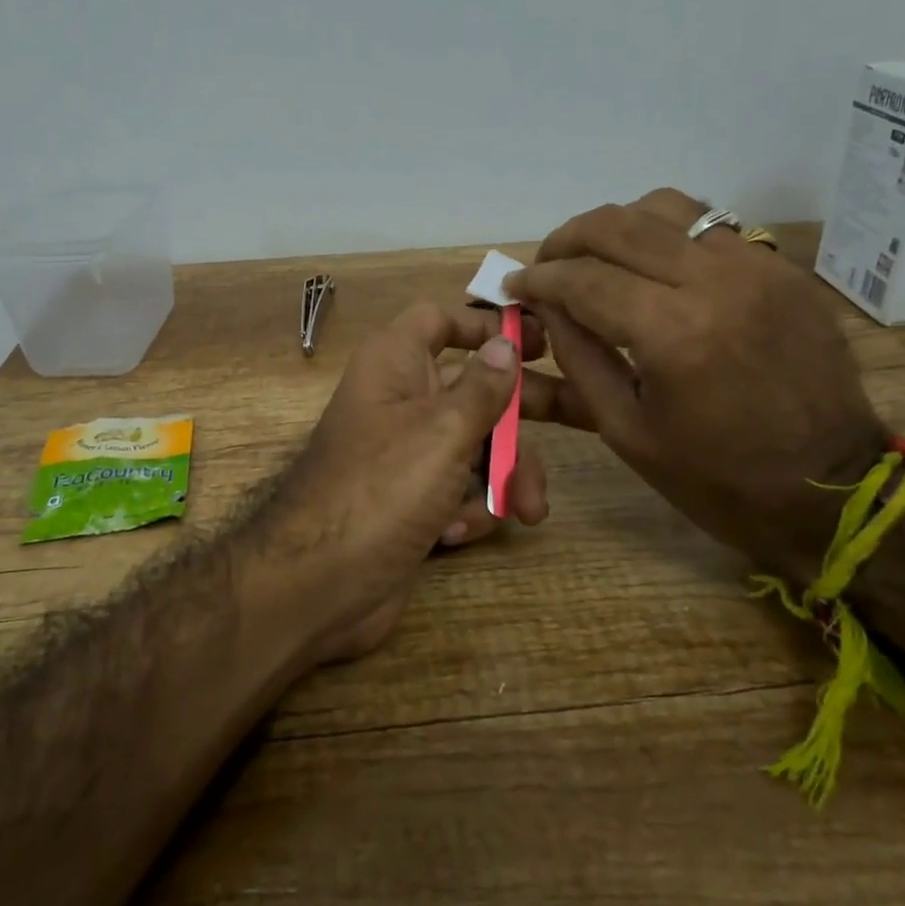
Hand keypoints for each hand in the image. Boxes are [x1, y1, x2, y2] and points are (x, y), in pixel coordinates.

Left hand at [255, 301, 554, 663]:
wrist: (320, 585)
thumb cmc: (381, 489)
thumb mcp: (442, 431)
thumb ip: (482, 387)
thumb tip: (504, 341)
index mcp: (395, 364)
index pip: (440, 320)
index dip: (486, 324)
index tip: (541, 341)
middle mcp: (401, 401)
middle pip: (475, 388)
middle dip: (524, 412)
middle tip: (584, 417)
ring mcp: (407, 455)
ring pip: (475, 446)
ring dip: (503, 477)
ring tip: (524, 510)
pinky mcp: (413, 501)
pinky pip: (458, 489)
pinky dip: (466, 509)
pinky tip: (454, 534)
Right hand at [506, 188, 886, 579]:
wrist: (832, 488)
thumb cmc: (716, 477)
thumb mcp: (625, 431)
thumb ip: (577, 358)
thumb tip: (544, 307)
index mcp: (673, 334)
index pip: (583, 279)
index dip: (538, 279)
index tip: (512, 286)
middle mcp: (716, 281)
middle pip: (618, 225)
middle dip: (566, 240)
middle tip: (546, 266)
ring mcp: (757, 267)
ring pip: (667, 207)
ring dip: (617, 227)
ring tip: (596, 260)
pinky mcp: (782, 269)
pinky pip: (710, 226)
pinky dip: (666, 236)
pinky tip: (653, 269)